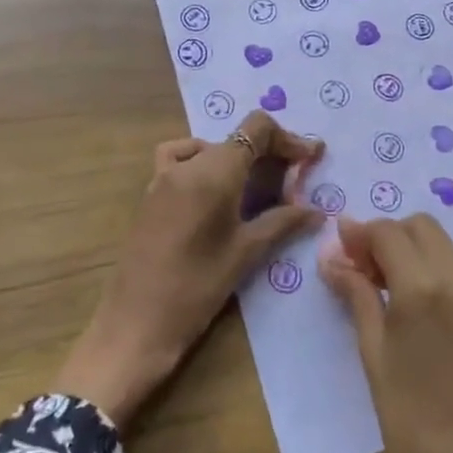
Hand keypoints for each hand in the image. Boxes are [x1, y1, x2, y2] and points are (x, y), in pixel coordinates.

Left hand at [54, 111, 323, 425]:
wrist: (136, 324)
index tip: (311, 157)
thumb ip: (282, 222)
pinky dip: (204, 163)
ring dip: (238, 158)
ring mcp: (163, 177)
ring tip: (258, 186)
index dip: (288, 138)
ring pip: (210, 148)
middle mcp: (187, 164)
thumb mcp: (245, 253)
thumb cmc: (196, 289)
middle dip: (269, 151)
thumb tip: (316, 210)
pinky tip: (214, 191)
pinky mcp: (151, 194)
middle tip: (294, 180)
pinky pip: (180, 160)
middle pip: (235, 138)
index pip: (256, 128)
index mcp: (214, 172)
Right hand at [321, 215, 452, 452]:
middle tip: (362, 268)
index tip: (339, 248)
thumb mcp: (373, 355)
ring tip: (385, 287)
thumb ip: (357, 295)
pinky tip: (416, 305)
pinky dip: (434, 272)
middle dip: (388, 236)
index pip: (389, 232)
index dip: (360, 234)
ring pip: (443, 247)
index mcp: (424, 290)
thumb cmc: (410, 423)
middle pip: (421, 228)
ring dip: (412, 252)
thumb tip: (333, 256)